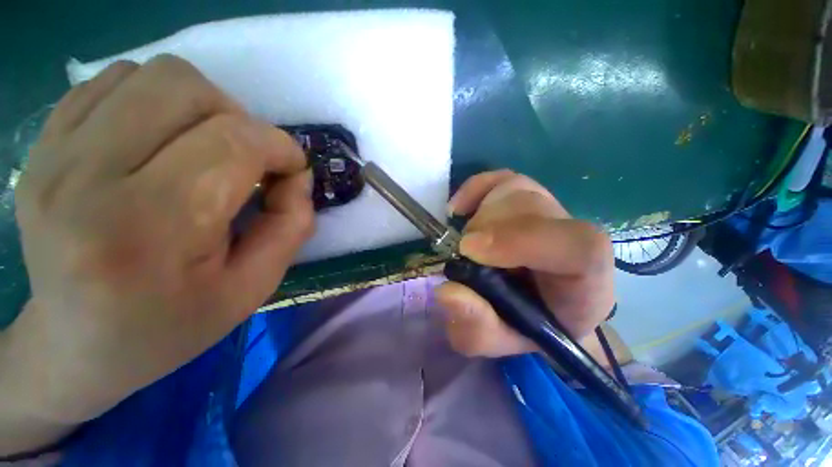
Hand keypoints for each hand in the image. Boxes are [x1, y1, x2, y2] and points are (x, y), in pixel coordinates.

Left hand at [5, 56, 313, 433]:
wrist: (70, 346)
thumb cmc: (169, 330)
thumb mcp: (252, 286)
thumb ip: (286, 222)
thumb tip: (294, 177)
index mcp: (149, 223)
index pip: (237, 143)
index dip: (281, 150)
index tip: (294, 173)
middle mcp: (94, 172)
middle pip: (193, 92)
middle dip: (246, 123)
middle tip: (256, 161)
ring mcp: (58, 149)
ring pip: (156, 75)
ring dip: (205, 106)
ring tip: (214, 149)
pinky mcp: (46, 141)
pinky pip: (119, 84)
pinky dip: (159, 101)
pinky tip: (164, 140)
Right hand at [436, 171, 614, 357]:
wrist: (541, 304)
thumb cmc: (526, 325)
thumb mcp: (499, 340)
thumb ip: (478, 328)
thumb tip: (447, 293)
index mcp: (585, 281)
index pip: (578, 246)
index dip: (520, 239)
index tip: (469, 251)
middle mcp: (573, 236)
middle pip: (531, 210)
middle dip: (484, 231)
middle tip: (463, 257)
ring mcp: (551, 209)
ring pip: (513, 191)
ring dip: (479, 217)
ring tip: (468, 246)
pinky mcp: (527, 195)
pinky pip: (501, 178)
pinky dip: (475, 189)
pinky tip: (460, 209)